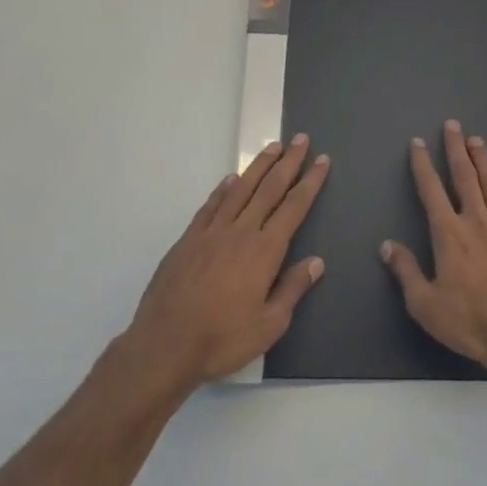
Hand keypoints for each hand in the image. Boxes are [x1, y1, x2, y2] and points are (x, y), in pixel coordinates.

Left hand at [126, 136, 329, 389]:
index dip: (310, 182)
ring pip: (240, 189)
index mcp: (264, 251)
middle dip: (288, 162)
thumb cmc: (222, 339)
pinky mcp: (188, 240)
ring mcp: (211, 232)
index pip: (294, 207)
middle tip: (301, 139)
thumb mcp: (269, 325)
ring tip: (273, 147)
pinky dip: (223, 188)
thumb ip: (293, 289)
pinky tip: (231, 179)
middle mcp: (240, 232)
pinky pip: (211, 205)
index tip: (322, 160)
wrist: (165, 345)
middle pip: (269, 189)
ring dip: (259, 166)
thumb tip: (316, 261)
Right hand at [381, 119, 486, 379]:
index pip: (431, 190)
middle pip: (465, 177)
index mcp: (449, 234)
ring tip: (478, 141)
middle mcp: (477, 223)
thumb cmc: (468, 323)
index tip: (417, 143)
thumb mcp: (424, 304)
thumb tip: (387, 246)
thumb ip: (406, 271)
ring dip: (484, 162)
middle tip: (453, 125)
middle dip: (457, 149)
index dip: (422, 164)